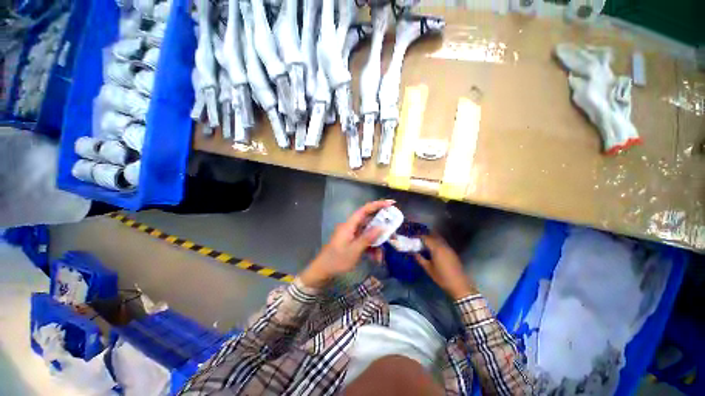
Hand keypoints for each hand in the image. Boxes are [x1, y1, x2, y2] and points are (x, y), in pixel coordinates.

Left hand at [300, 200, 394, 287]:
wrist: (322, 271)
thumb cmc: (337, 260)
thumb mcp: (354, 250)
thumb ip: (368, 237)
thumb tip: (382, 227)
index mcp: (349, 225)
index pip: (365, 210)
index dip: (378, 205)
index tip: (391, 203)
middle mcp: (351, 227)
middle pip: (369, 222)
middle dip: (381, 229)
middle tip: (392, 234)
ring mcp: (352, 235)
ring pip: (369, 234)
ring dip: (376, 243)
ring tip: (381, 256)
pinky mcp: (352, 242)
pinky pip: (365, 241)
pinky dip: (371, 248)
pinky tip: (375, 259)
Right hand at [415, 234, 477, 299]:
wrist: (459, 285)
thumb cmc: (442, 277)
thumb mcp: (428, 269)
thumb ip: (420, 259)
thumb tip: (413, 253)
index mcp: (436, 249)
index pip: (426, 238)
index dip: (418, 236)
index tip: (412, 238)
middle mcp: (443, 246)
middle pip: (433, 236)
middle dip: (425, 236)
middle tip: (418, 239)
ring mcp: (449, 249)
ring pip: (439, 239)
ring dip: (431, 238)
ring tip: (425, 243)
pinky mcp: (452, 253)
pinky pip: (443, 243)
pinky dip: (437, 243)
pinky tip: (433, 249)